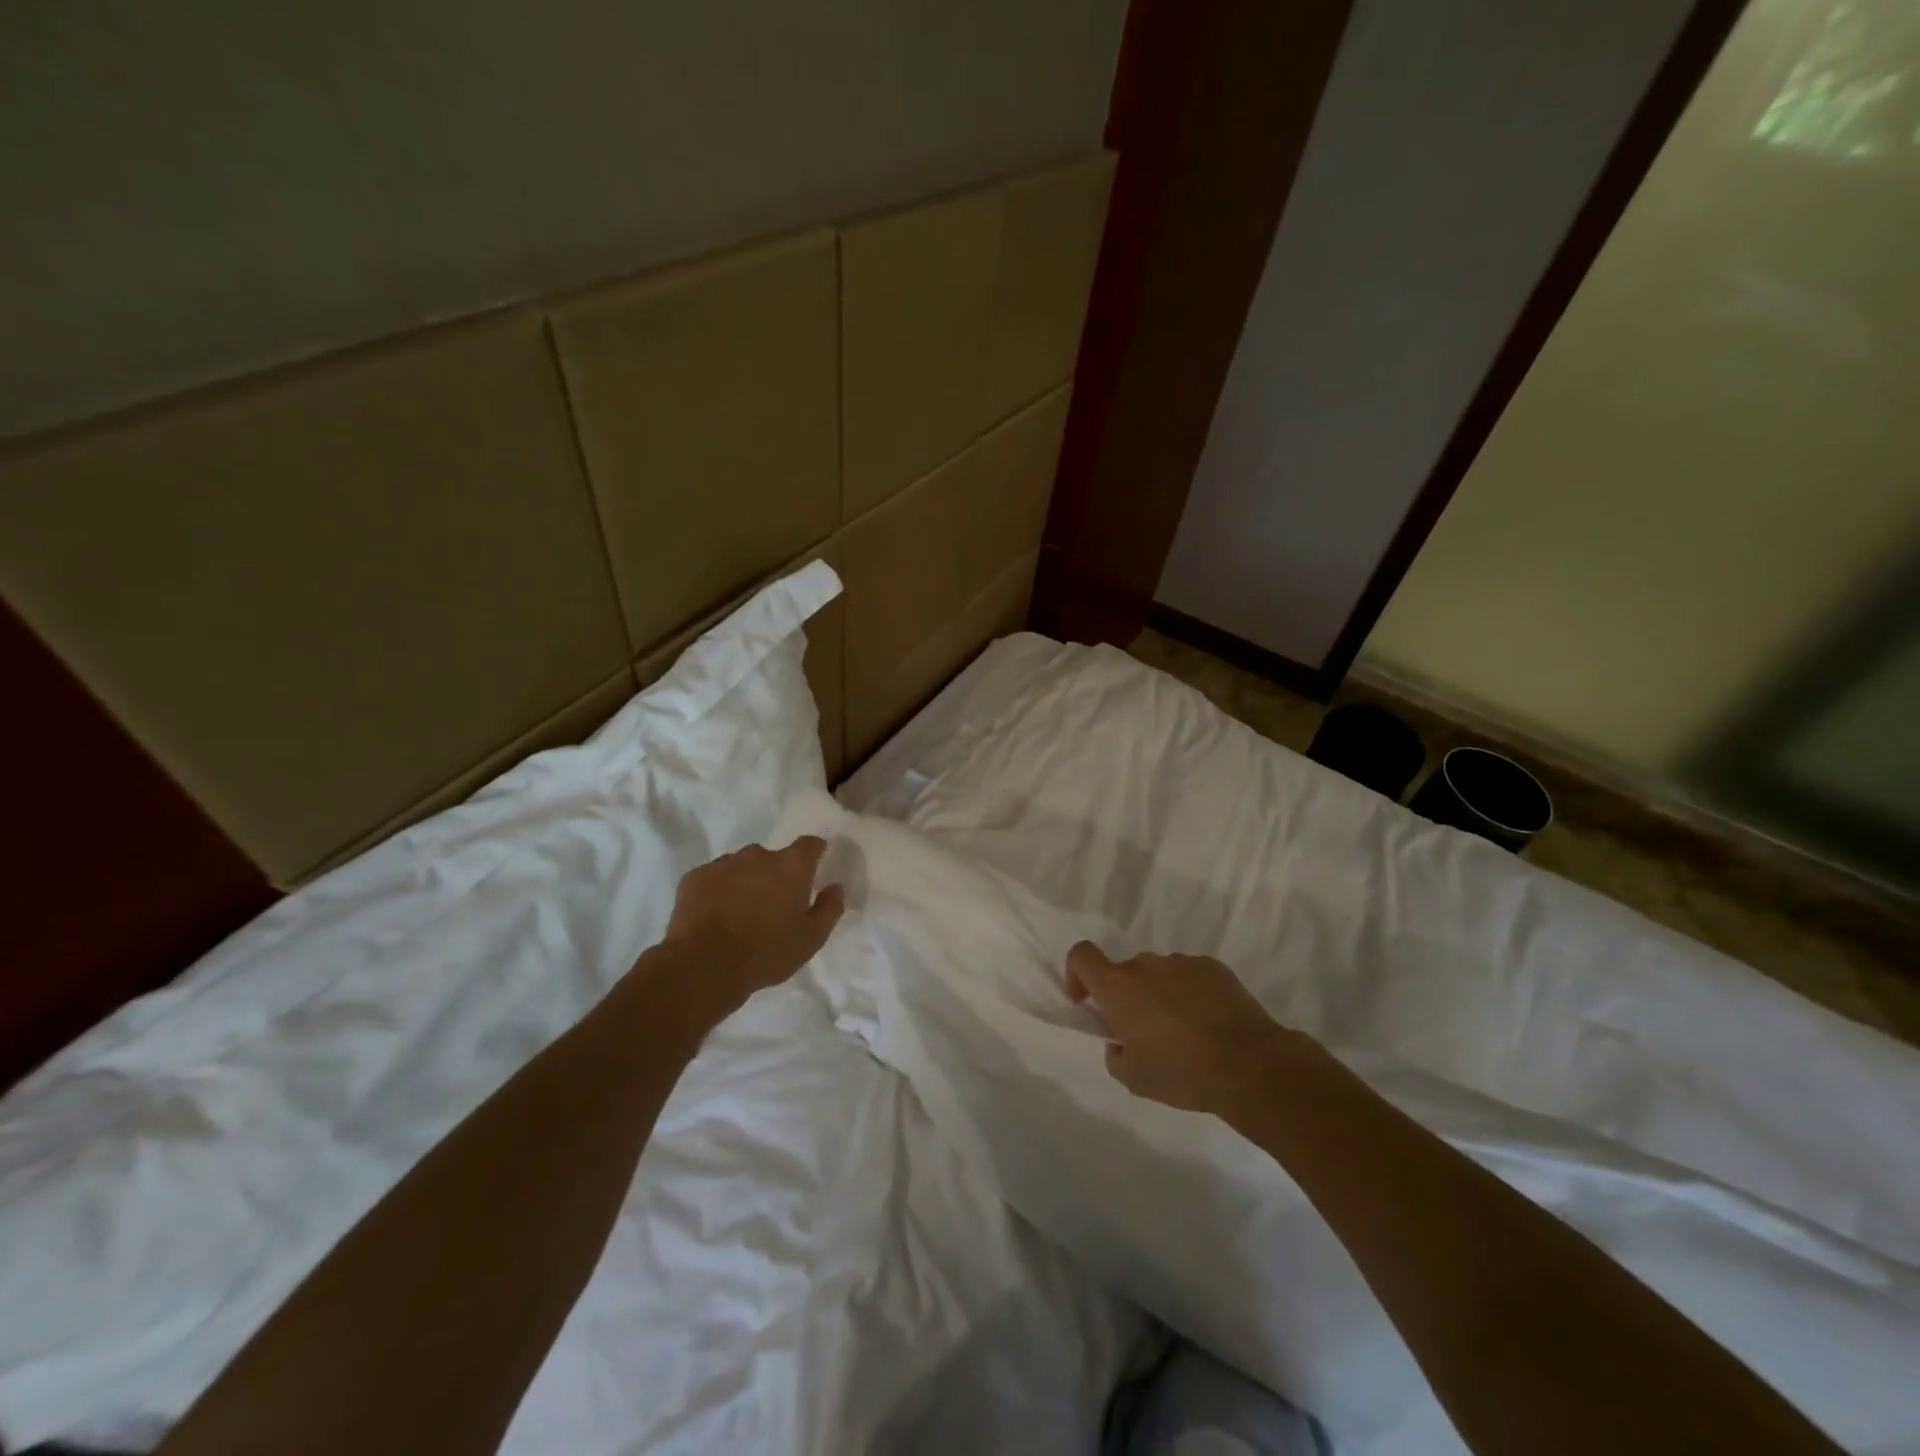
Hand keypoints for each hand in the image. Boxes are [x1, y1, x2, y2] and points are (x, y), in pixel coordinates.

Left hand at [658, 838, 845, 1015]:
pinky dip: (718, 890)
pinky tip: (716, 915)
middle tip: (772, 904)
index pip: (809, 844)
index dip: (814, 852)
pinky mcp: (694, 877)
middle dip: (775, 874)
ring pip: (741, 866)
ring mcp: (723, 864)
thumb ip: (830, 908)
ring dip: (746, 881)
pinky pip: (714, 877)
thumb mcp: (811, 939)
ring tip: (741, 912)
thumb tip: (835, 887)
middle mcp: (758, 855)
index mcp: (791, 867)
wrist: (704, 968)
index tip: (814, 866)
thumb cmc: (766, 954)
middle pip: (773, 857)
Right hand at [1066, 942, 1306, 1118]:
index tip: (1086, 1001)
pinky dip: (1190, 994)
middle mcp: (1145, 965)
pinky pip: (1190, 976)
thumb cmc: (1181, 1072)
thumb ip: (1114, 1053)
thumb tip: (1120, 1041)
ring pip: (1159, 976)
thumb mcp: (1133, 1078)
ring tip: (1184, 1033)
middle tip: (1144, 1034)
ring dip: (1160, 996)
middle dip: (1127, 998)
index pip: (1081, 955)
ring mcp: (1181, 962)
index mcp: (1118, 986)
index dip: (1077, 974)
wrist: (1249, 1065)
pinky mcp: (1213, 967)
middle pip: (1124, 972)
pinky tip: (1209, 1025)